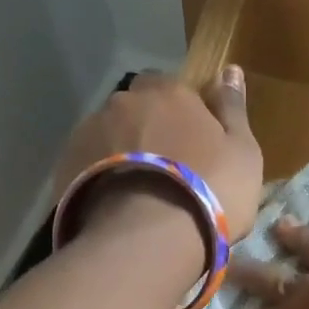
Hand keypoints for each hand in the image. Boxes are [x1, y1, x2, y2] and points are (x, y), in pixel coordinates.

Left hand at [52, 68, 262, 238]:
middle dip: (147, 128)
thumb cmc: (211, 192)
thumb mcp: (242, 153)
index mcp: (170, 93)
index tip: (192, 141)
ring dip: (121, 151)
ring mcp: (90, 131)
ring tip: (136, 190)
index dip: (182, 113)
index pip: (173, 87)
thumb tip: (229, 69)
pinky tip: (113, 202)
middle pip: (136, 108)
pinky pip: (86, 162)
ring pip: (108, 134)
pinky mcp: (66, 164)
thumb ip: (233, 109)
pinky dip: (99, 174)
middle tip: (164, 167)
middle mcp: (125, 102)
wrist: (149, 239)